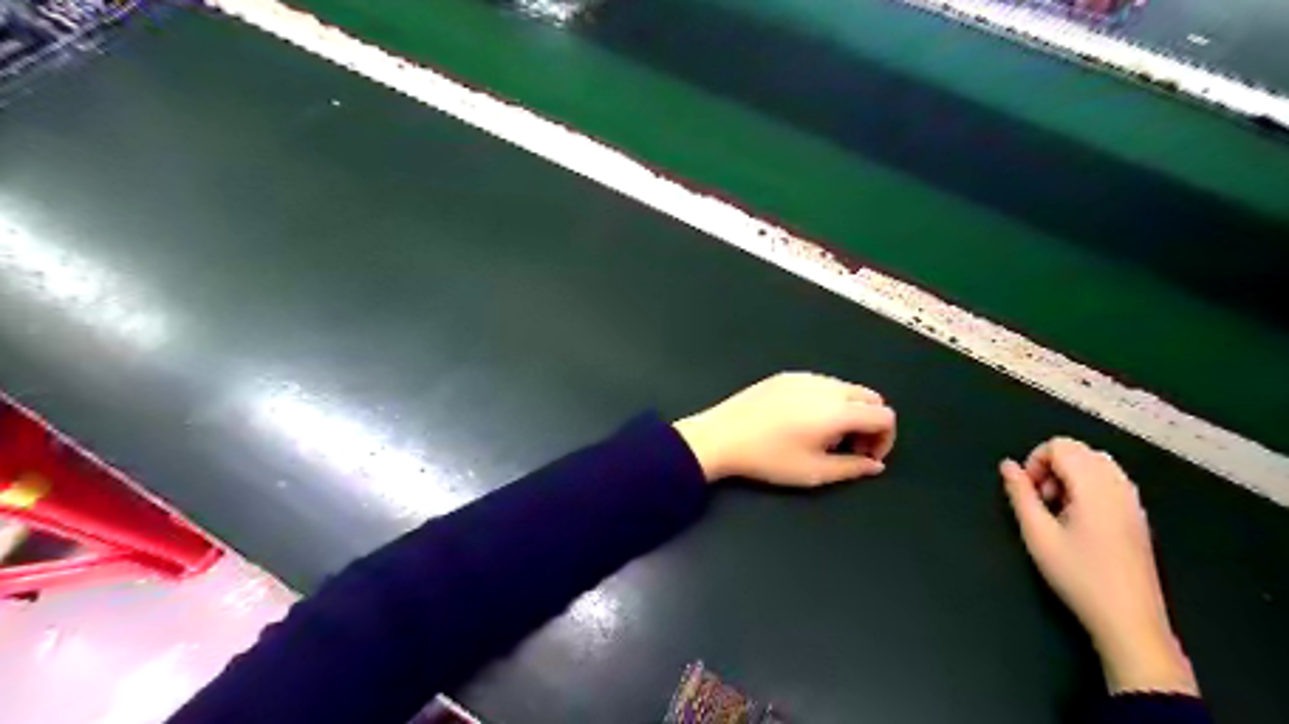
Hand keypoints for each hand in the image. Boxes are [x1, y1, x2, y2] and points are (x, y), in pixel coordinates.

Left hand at [677, 374, 899, 486]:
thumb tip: (875, 464)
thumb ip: (853, 468)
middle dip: (870, 423)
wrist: (721, 437)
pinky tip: (803, 421)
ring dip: (850, 411)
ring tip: (825, 436)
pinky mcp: (786, 375)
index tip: (865, 457)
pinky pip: (822, 384)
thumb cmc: (769, 458)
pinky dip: (828, 400)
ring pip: (846, 388)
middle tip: (849, 447)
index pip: (885, 415)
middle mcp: (828, 386)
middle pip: (870, 398)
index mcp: (839, 410)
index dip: (885, 439)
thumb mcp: (814, 472)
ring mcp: (806, 376)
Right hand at [996, 437, 1197, 696]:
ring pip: (1096, 463)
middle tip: (1041, 500)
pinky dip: (1087, 486)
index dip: (1035, 460)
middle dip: (1052, 466)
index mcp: (1094, 486)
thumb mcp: (1037, 534)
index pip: (1060, 445)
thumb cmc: (1078, 576)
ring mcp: (1133, 501)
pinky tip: (1078, 519)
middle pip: (1079, 450)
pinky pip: (1110, 480)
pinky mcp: (1138, 516)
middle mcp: (1118, 486)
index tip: (1028, 491)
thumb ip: (1020, 494)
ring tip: (1058, 509)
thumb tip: (1007, 465)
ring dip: (1070, 475)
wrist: (1129, 620)